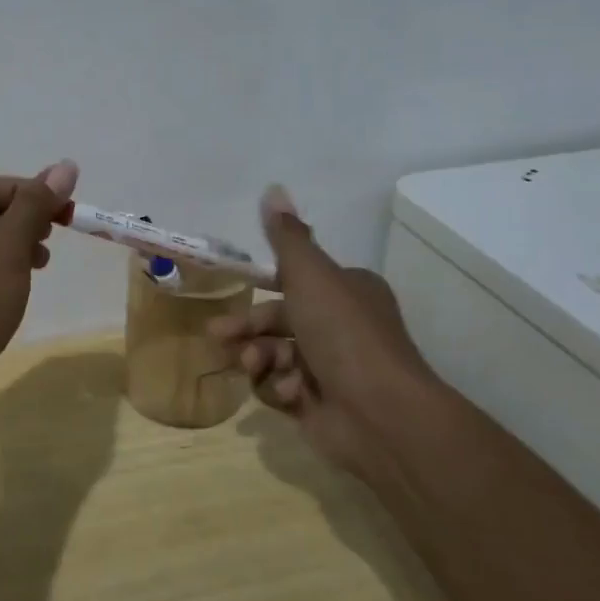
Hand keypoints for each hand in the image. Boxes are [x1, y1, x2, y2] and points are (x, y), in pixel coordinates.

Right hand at [209, 185, 437, 476]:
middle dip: (247, 327)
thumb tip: (273, 188)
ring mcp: (329, 369)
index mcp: (347, 291)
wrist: (380, 413)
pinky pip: (281, 388)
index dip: (264, 285)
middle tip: (219, 335)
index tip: (236, 288)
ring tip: (254, 366)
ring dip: (259, 358)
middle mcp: (340, 327)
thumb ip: (286, 237)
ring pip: (274, 354)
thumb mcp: (310, 274)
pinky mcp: (317, 405)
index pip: (297, 282)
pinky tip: (289, 393)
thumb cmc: (343, 333)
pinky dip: (279, 389)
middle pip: (278, 320)